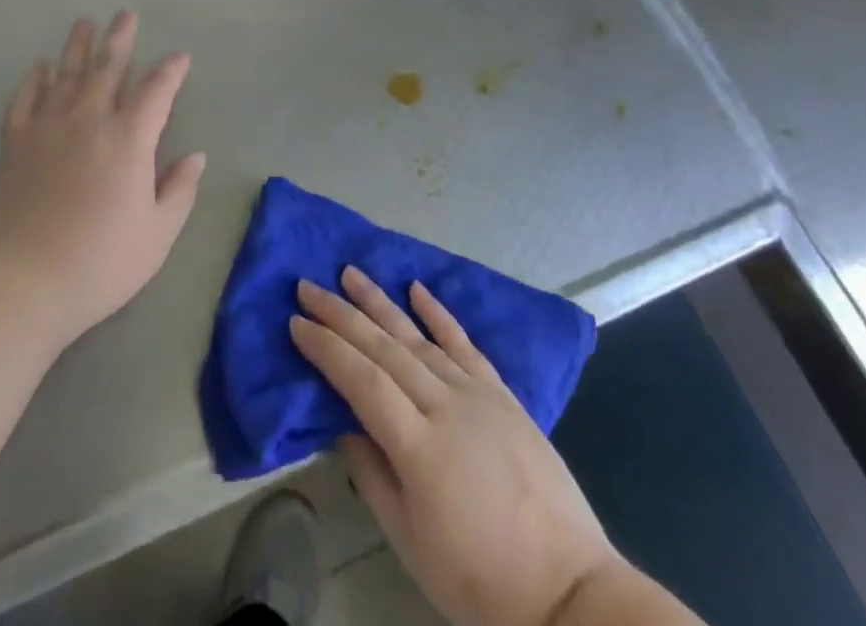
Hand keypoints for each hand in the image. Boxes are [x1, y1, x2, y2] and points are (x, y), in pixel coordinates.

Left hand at [0, 12, 205, 348]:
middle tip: (125, 14)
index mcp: (128, 139)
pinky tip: (39, 67)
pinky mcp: (16, 144)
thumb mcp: (156, 236)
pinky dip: (33, 80)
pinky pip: (25, 100)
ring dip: (77, 46)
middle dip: (119, 39)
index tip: (180, 56)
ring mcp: (48, 128)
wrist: (18, 281)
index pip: (156, 90)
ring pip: (65, 74)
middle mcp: (89, 120)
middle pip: (107, 67)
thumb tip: (196, 157)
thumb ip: (179, 191)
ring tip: (84, 22)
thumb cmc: (98, 263)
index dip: (171, 70)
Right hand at [291, 269, 627, 625]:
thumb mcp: (410, 543)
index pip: (360, 380)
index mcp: (418, 445)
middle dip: (340, 314)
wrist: (570, 593)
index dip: (326, 349)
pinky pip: (465, 345)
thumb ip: (371, 477)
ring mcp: (477, 395)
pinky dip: (439, 314)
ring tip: (349, 273)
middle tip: (307, 287)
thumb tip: (345, 426)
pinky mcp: (503, 395)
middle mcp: (445, 405)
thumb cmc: (480, 580)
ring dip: (380, 302)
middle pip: (383, 347)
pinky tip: (417, 288)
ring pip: (418, 336)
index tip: (296, 323)